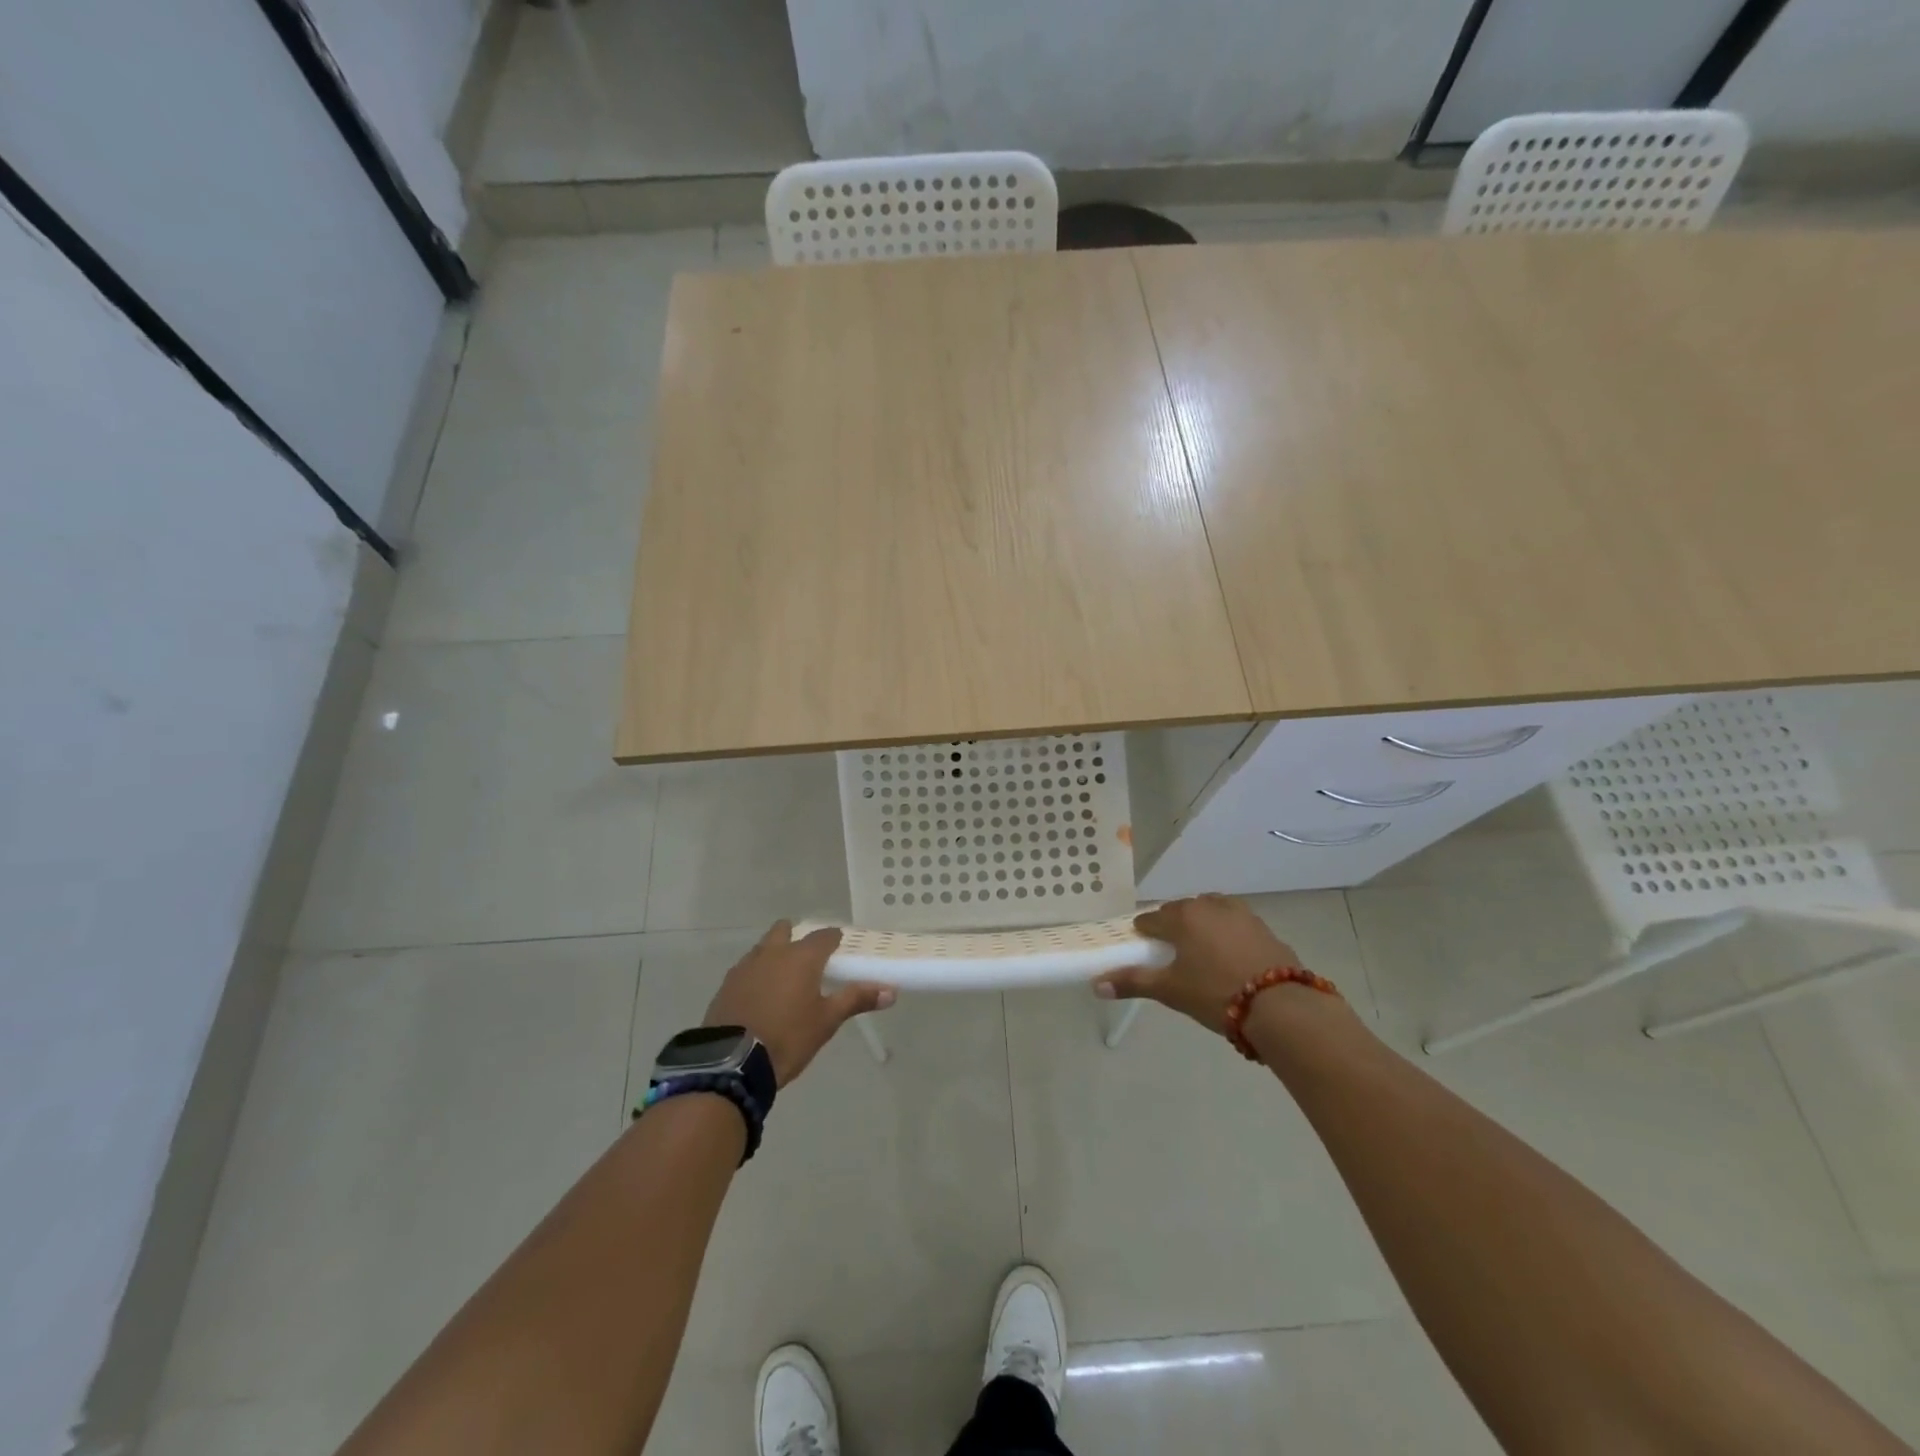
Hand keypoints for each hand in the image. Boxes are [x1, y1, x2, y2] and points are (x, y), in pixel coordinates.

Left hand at [703, 921, 895, 1085]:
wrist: (731, 1063)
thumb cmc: (788, 1037)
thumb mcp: (826, 1021)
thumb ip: (857, 1000)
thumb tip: (892, 991)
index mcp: (801, 957)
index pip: (824, 936)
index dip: (834, 939)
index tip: (840, 948)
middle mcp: (772, 953)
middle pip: (785, 930)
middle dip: (797, 937)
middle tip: (809, 959)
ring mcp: (745, 967)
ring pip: (763, 948)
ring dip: (774, 954)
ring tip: (784, 979)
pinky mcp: (726, 985)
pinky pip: (746, 969)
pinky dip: (756, 975)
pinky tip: (760, 995)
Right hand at [1094, 894, 1300, 1034]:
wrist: (1281, 1005)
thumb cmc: (1215, 993)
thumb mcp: (1170, 990)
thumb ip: (1132, 983)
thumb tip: (1096, 985)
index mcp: (1182, 916)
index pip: (1151, 919)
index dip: (1143, 932)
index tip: (1142, 946)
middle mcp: (1209, 905)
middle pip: (1182, 911)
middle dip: (1173, 926)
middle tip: (1171, 950)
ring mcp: (1241, 914)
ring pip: (1211, 912)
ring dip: (1203, 924)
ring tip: (1201, 950)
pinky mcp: (1264, 928)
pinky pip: (1236, 925)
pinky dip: (1228, 934)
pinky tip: (1231, 957)